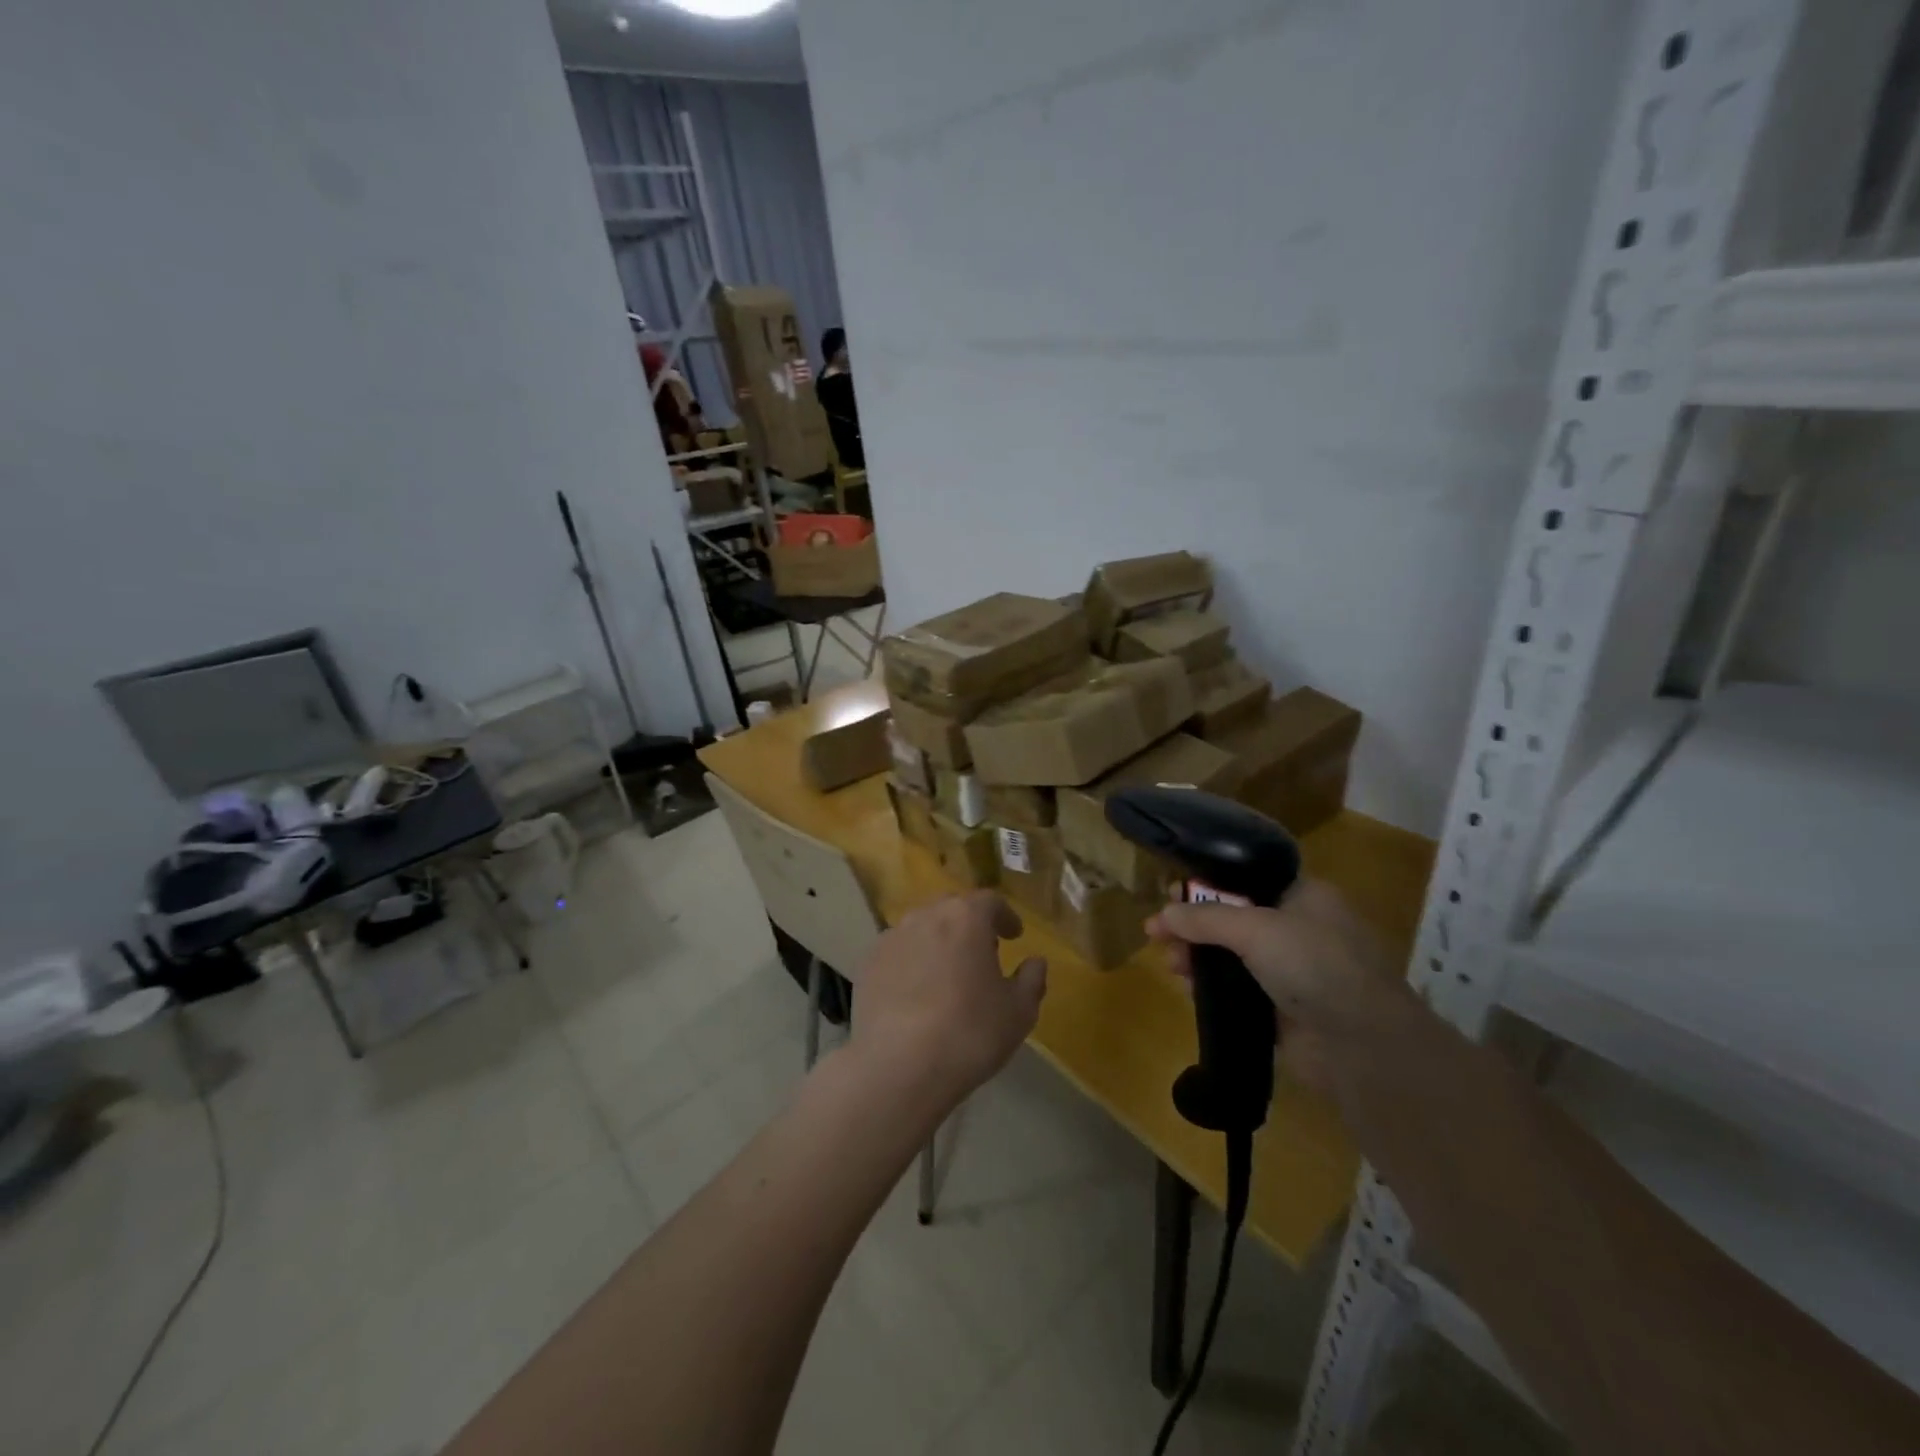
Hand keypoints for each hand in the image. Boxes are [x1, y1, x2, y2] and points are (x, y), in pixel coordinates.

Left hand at [846, 891, 1046, 1115]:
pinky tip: (917, 992)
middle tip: (983, 953)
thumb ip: (1032, 979)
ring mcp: (891, 938)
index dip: (1005, 917)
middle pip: (952, 909)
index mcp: (966, 917)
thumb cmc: (970, 1032)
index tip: (1014, 936)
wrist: (899, 1066)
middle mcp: (926, 916)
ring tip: (947, 974)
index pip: (990, 901)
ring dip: (938, 942)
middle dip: (970, 925)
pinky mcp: (868, 964)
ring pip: (922, 929)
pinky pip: (898, 953)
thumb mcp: (1019, 1011)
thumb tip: (1035, 962)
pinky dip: (912, 963)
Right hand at [1147, 880, 1419, 1102]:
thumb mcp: (1256, 929)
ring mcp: (1291, 972)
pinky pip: (1236, 992)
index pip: (1246, 880)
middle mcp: (1298, 930)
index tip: (1172, 893)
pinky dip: (1211, 990)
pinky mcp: (1282, 1010)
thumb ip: (1204, 918)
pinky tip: (1187, 990)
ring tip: (1170, 964)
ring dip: (1197, 958)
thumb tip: (1161, 915)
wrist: (1363, 1047)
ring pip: (1231, 957)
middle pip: (1233, 919)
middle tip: (1158, 933)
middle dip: (1194, 925)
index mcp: (1304, 897)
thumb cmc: (1315, 965)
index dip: (1207, 884)